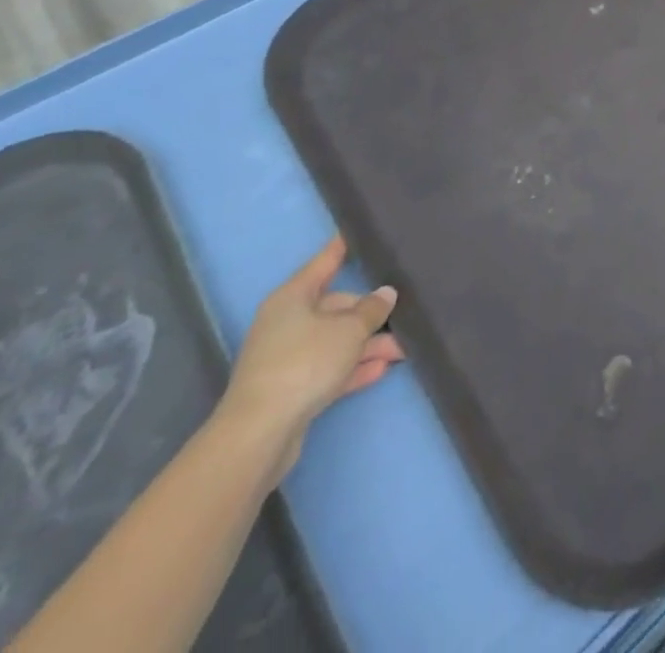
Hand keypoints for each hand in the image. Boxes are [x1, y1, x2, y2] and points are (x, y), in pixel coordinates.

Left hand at [218, 237, 403, 479]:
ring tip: (403, 348)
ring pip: (336, 340)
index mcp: (293, 298)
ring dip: (368, 344)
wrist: (259, 434)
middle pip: (337, 307)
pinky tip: (381, 369)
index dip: (344, 246)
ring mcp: (288, 356)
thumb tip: (385, 294)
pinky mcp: (291, 387)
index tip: (361, 230)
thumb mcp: (349, 330)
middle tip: (405, 315)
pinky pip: (330, 367)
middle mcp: (288, 322)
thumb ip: (372, 309)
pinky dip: (353, 367)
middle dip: (371, 314)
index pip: (325, 262)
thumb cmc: (304, 363)